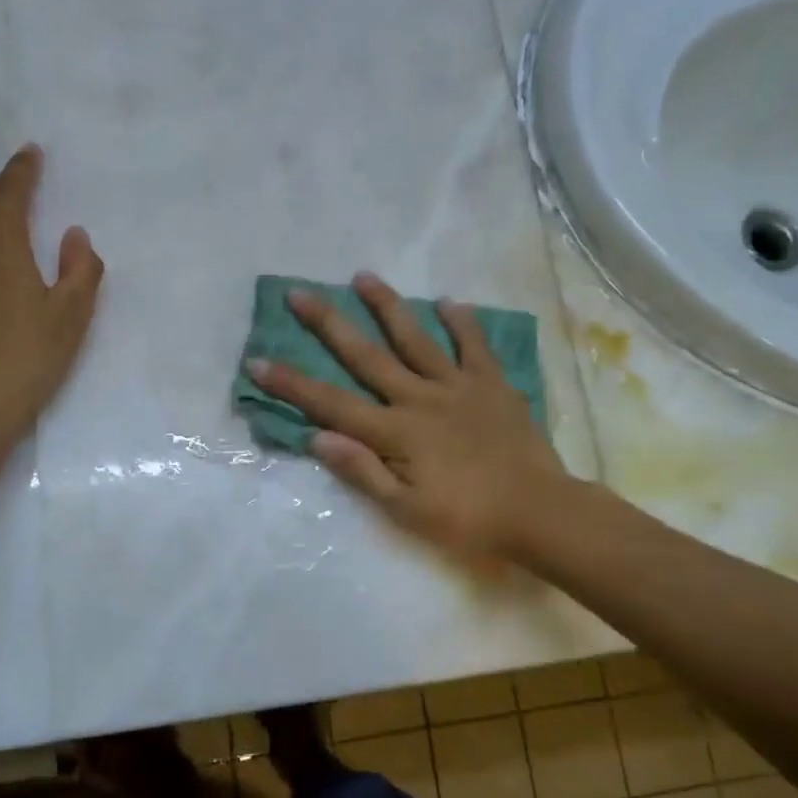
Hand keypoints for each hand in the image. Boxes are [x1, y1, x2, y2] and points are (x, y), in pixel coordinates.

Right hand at [246, 274, 565, 561]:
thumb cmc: (468, 520)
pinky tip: (448, 301)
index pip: (331, 404)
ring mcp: (458, 387)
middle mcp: (419, 399)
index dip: (292, 384)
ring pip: (416, 339)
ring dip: (388, 307)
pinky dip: (462, 322)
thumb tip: (316, 437)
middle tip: (300, 294)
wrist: (540, 512)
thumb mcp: (406, 511)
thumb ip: (362, 471)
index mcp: (395, 433)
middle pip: (366, 356)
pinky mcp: (492, 385)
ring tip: (363, 276)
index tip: (258, 360)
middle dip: (329, 325)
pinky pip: (474, 346)